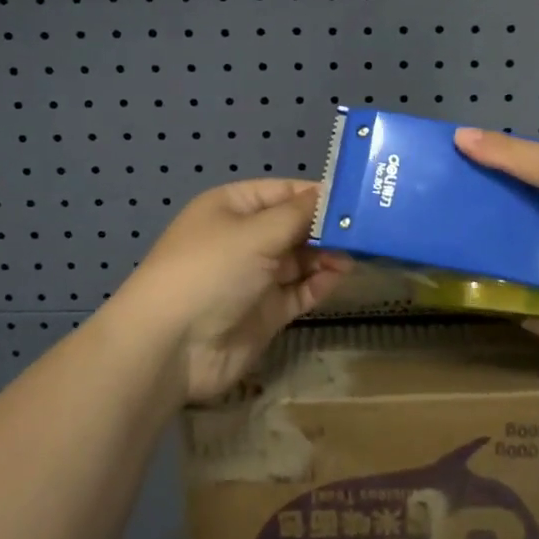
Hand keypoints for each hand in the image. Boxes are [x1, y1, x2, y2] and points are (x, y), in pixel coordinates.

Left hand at [110, 179, 348, 403]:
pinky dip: (320, 283)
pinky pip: (299, 291)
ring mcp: (255, 276)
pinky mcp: (265, 312)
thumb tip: (330, 195)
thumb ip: (299, 214)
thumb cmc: (210, 270)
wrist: (170, 347)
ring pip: (301, 259)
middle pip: (295, 225)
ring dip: (327, 255)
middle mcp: (244, 238)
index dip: (318, 194)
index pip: (284, 191)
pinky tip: (340, 276)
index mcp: (233, 207)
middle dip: (328, 227)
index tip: (358, 198)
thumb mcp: (256, 233)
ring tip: (358, 254)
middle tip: (368, 229)